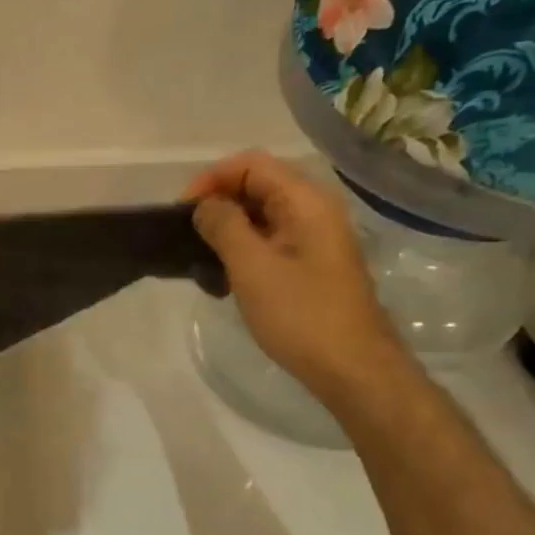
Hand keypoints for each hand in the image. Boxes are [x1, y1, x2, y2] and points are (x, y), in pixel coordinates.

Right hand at [185, 152, 406, 403]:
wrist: (352, 369)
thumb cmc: (300, 315)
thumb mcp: (251, 267)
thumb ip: (223, 226)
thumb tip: (205, 206)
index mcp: (306, 202)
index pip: (251, 164)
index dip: (212, 179)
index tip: (183, 211)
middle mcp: (315, 211)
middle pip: (257, 186)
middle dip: (218, 203)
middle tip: (187, 236)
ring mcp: (315, 239)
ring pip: (261, 216)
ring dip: (227, 230)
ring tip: (201, 260)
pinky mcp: (311, 265)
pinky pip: (270, 241)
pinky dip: (243, 250)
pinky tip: (223, 280)